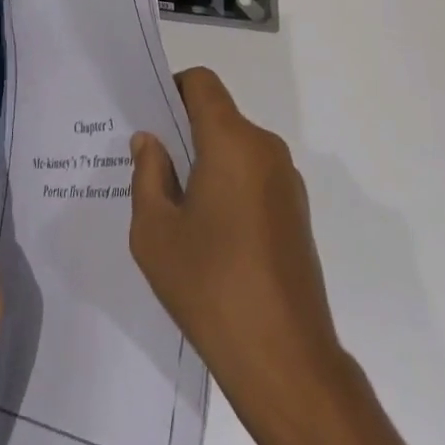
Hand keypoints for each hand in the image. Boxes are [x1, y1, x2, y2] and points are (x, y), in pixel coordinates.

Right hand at [130, 69, 416, 444]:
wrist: (286, 362)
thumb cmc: (212, 287)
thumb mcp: (156, 233)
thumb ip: (148, 175)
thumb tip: (150, 142)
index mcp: (232, 141)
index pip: (202, 83)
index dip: (172, 89)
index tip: (150, 120)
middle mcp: (265, 148)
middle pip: (219, 116)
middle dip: (185, 133)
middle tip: (152, 168)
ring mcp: (287, 182)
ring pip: (237, 149)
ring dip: (207, 164)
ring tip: (177, 209)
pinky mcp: (297, 214)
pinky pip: (254, 178)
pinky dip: (230, 187)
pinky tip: (210, 236)